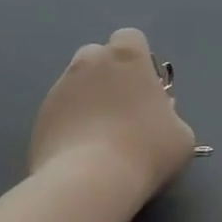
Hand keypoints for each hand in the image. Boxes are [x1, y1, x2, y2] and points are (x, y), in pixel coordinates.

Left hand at [30, 28, 195, 206]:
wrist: (89, 182)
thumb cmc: (145, 150)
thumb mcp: (181, 134)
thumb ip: (169, 114)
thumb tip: (159, 116)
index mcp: (127, 56)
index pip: (130, 39)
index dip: (138, 61)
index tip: (144, 88)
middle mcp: (89, 61)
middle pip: (98, 56)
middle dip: (108, 75)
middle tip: (121, 110)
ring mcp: (60, 86)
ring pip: (76, 83)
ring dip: (87, 99)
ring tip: (98, 137)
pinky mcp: (41, 114)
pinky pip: (60, 111)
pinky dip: (69, 123)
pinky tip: (80, 153)